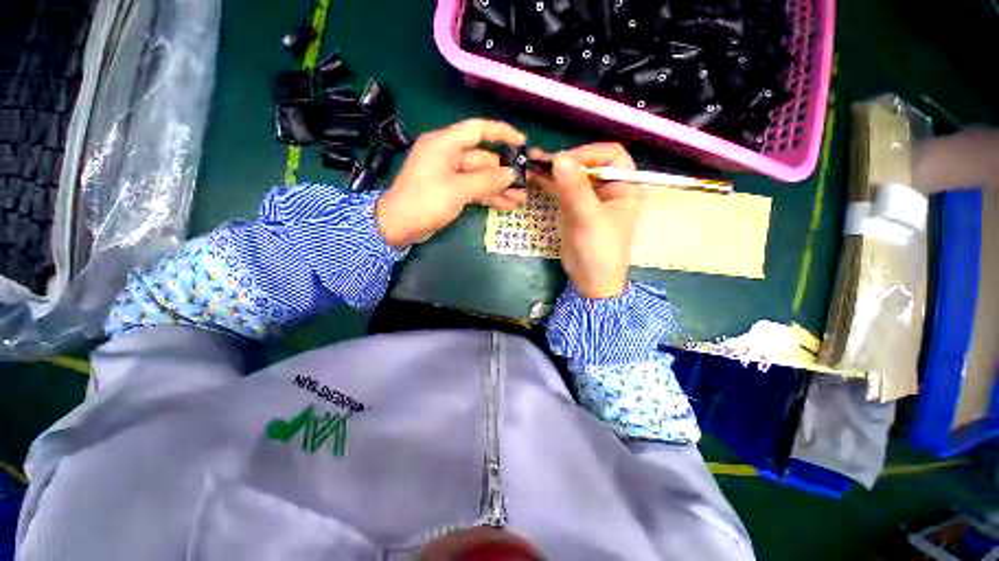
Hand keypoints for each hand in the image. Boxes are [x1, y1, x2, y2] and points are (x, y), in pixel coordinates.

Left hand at [376, 118, 527, 247]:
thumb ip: (487, 181)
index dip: (502, 133)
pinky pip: (474, 189)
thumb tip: (511, 174)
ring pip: (480, 177)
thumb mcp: (458, 190)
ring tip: (520, 199)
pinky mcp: (450, 191)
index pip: (478, 130)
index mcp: (445, 143)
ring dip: (499, 188)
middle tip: (524, 183)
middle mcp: (448, 155)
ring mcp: (449, 175)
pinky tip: (506, 205)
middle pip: (482, 158)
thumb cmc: (425, 201)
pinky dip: (488, 196)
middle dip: (503, 172)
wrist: (399, 226)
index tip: (522, 142)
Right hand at [530, 143, 643, 298]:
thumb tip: (559, 158)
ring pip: (572, 175)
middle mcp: (609, 187)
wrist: (590, 280)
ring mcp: (589, 197)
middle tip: (541, 159)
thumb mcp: (589, 218)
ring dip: (553, 170)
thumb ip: (575, 189)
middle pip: (587, 163)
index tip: (564, 161)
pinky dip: (548, 183)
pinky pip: (561, 189)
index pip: (610, 155)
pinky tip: (533, 176)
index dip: (588, 153)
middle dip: (565, 160)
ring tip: (532, 162)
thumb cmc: (599, 250)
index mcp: (625, 186)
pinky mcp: (574, 207)